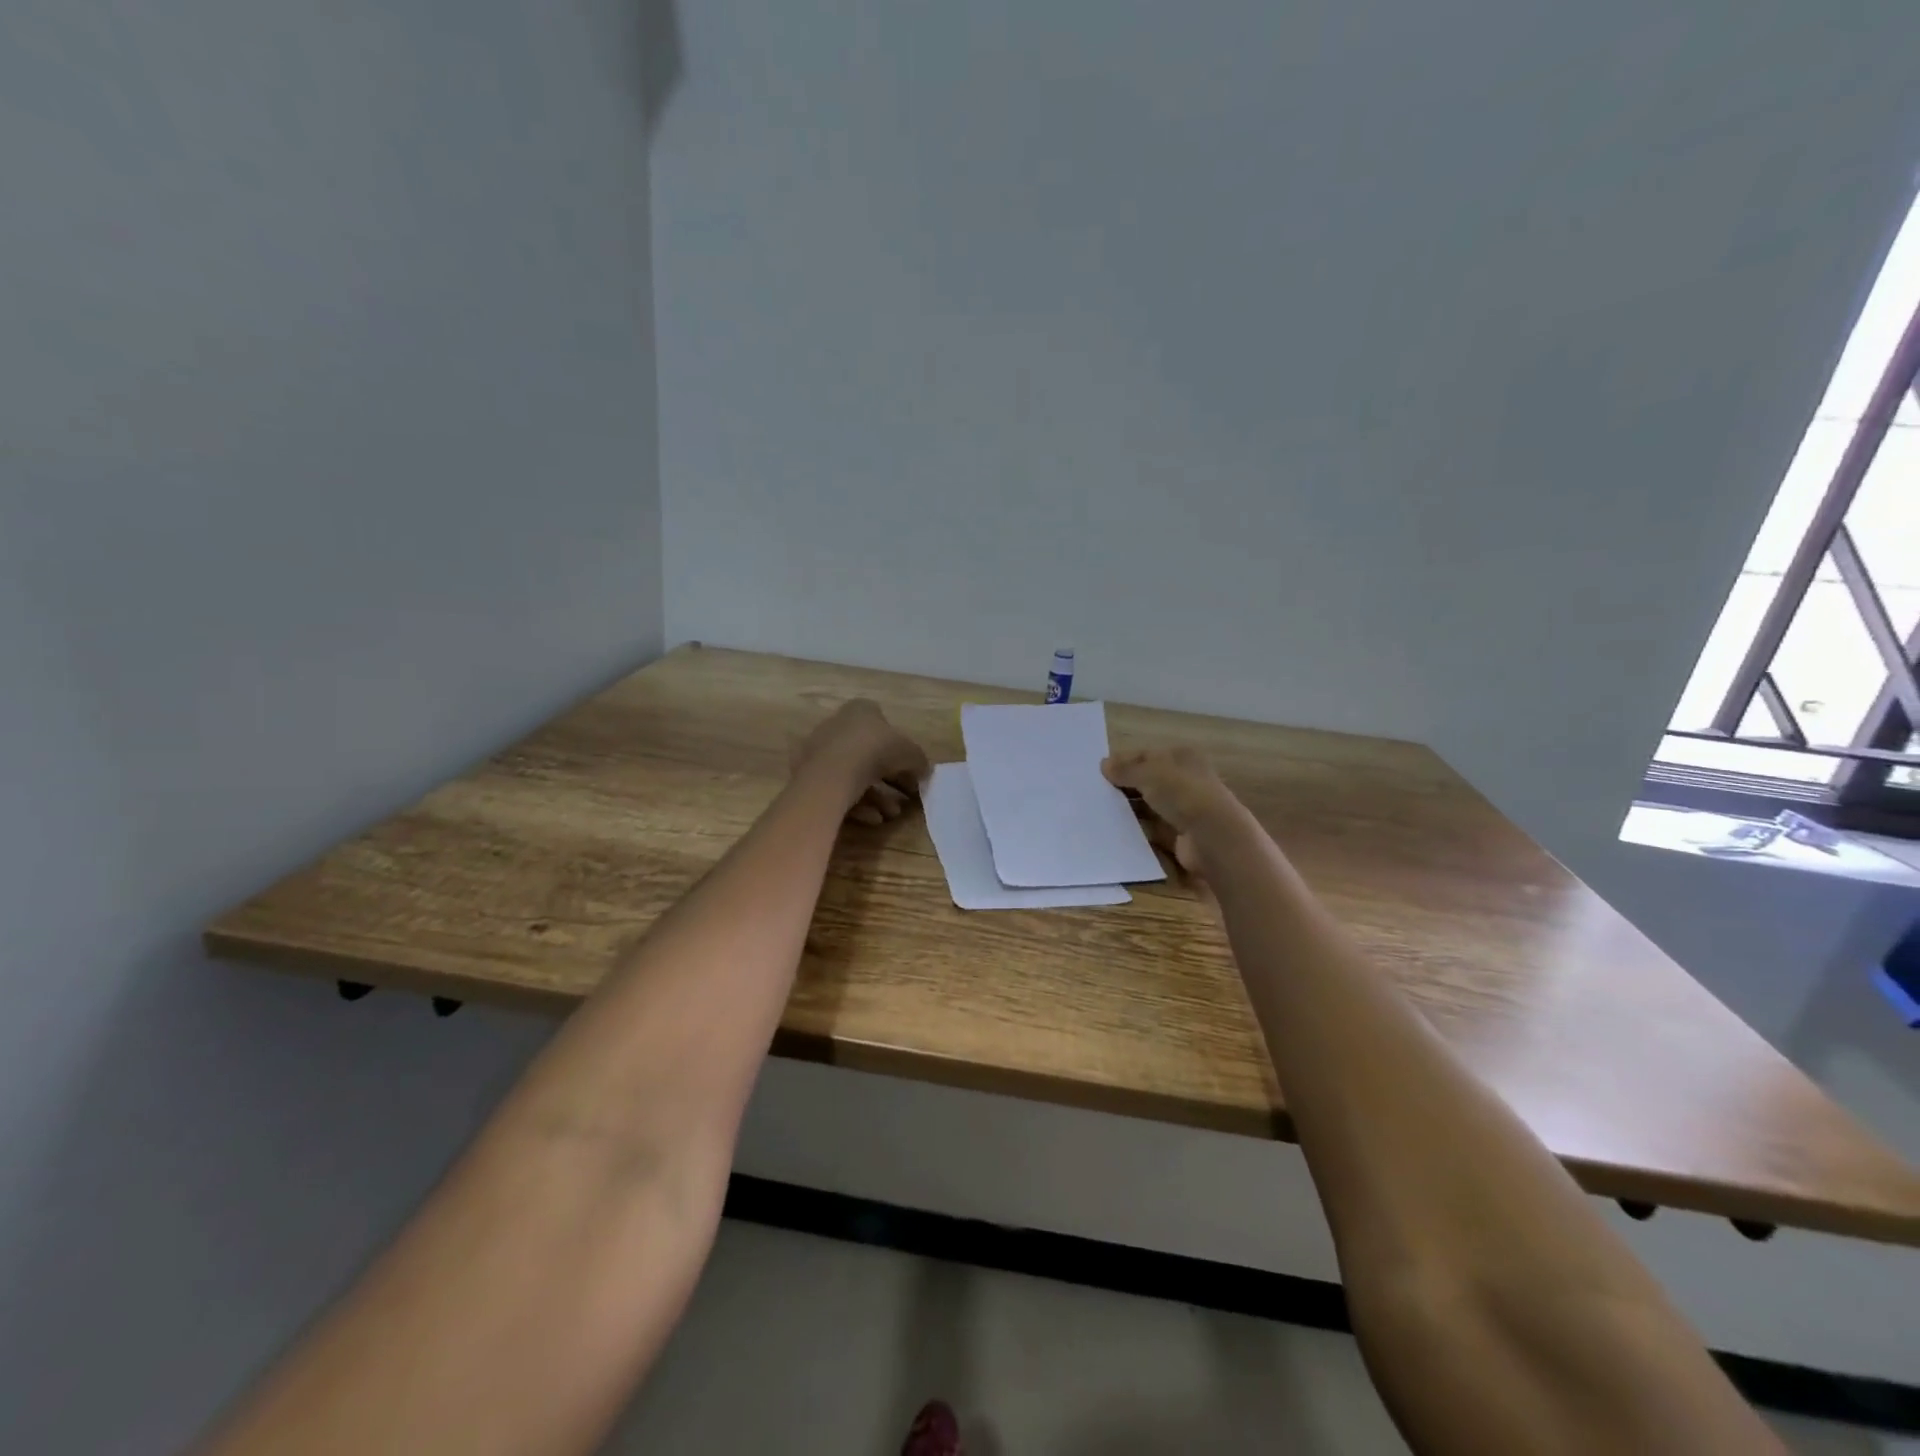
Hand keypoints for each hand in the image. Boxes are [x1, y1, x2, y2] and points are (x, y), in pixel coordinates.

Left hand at [793, 699, 930, 824]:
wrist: (833, 773)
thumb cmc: (875, 751)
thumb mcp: (910, 753)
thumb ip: (919, 761)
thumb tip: (924, 771)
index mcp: (861, 711)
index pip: (884, 726)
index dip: (900, 749)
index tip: (911, 769)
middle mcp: (838, 726)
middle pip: (870, 754)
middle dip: (891, 779)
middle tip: (906, 796)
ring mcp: (820, 751)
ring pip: (855, 775)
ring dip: (877, 796)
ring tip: (891, 814)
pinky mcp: (809, 776)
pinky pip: (839, 789)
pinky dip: (858, 804)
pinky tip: (873, 820)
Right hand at [1101, 747, 1245, 879]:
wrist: (1213, 838)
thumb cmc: (1183, 794)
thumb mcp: (1150, 773)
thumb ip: (1126, 769)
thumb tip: (1104, 765)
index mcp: (1182, 758)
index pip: (1147, 755)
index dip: (1124, 761)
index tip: (1100, 772)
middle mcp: (1185, 781)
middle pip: (1148, 781)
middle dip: (1124, 786)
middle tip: (1096, 792)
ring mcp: (1184, 810)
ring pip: (1149, 806)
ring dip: (1129, 809)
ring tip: (1100, 811)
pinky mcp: (1180, 836)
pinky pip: (1152, 830)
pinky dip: (1137, 830)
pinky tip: (1115, 831)